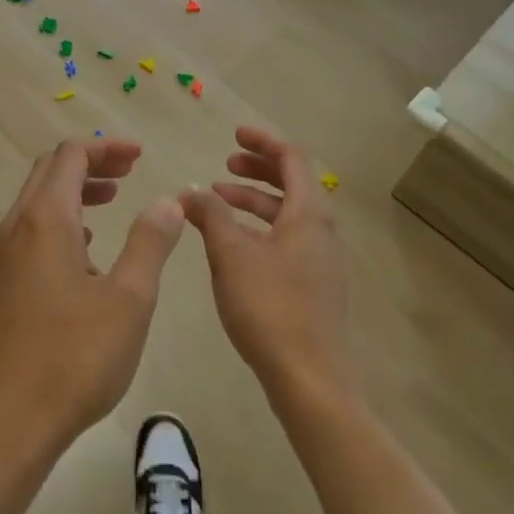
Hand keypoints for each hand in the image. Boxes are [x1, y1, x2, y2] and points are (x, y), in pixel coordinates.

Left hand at [0, 139, 184, 462]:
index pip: (71, 156)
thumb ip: (150, 243)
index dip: (106, 148)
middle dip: (91, 162)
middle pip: (50, 171)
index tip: (140, 155)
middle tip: (131, 170)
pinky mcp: (6, 282)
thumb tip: (168, 201)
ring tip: (115, 198)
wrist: (13, 420)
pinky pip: (34, 228)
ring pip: (39, 200)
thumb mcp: (129, 298)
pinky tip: (90, 246)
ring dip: (76, 189)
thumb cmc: (76, 356)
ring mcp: (7, 256)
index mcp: (46, 220)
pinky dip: (64, 218)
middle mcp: (19, 227)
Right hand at [181, 126, 357, 404]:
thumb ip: (210, 216)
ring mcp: (321, 261)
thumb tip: (191, 192)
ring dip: (253, 202)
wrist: (310, 379)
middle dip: (257, 170)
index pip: (292, 159)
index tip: (233, 134)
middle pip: (292, 184)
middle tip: (224, 166)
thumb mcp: (231, 255)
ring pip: (287, 215)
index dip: (262, 141)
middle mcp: (322, 231)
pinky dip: (259, 229)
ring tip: (216, 204)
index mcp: (309, 214)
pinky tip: (232, 246)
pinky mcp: (314, 287)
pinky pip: (287, 240)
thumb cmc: (270, 308)